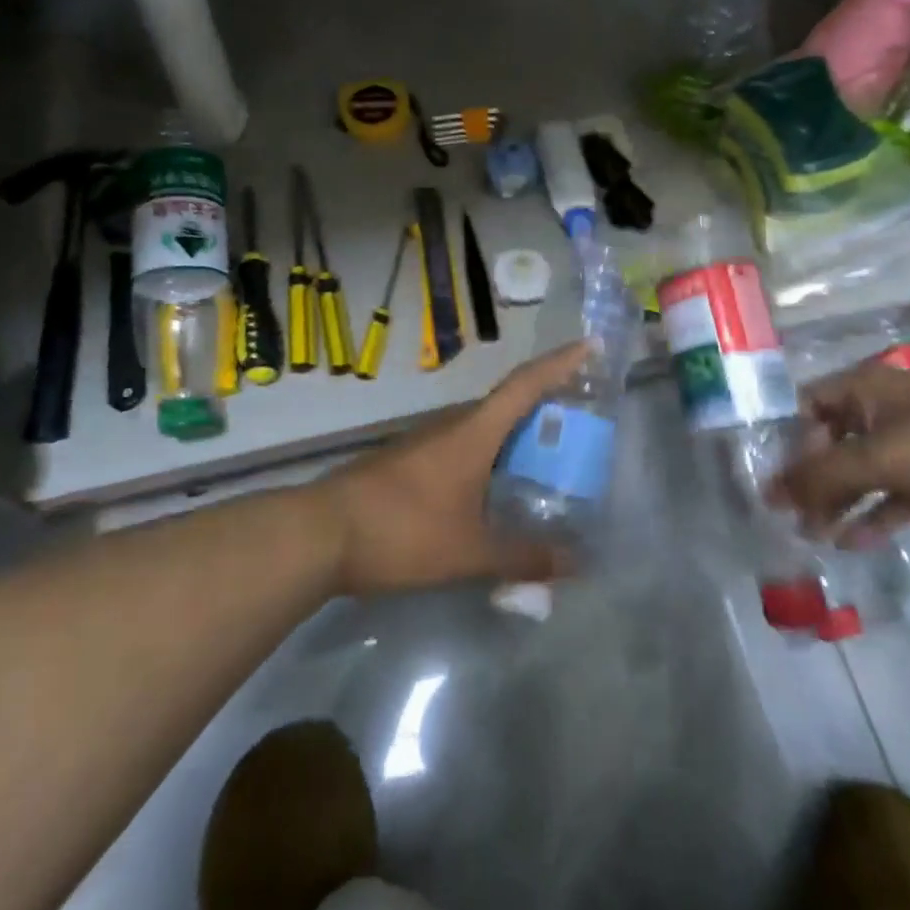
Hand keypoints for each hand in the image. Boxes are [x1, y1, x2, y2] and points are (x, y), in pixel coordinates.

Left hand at [315, 341, 591, 595]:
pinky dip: (487, 458)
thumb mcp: (469, 552)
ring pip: (481, 429)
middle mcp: (450, 426)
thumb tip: (575, 563)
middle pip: (506, 403)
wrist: (320, 533)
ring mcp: (424, 442)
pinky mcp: (406, 462)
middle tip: (578, 422)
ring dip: (513, 436)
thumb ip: (522, 557)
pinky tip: (492, 490)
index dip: (560, 364)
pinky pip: (460, 449)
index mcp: (472, 432)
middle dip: (544, 405)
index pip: (525, 385)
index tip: (589, 346)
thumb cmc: (402, 531)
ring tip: (543, 460)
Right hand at [772, 363, 909, 541]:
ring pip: (864, 470)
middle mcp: (883, 408)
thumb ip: (822, 476)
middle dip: (812, 479)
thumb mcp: (880, 458)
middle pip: (833, 442)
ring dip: (840, 501)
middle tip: (791, 518)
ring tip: (814, 535)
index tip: (776, 482)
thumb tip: (770, 493)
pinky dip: (876, 513)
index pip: (807, 408)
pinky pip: (895, 492)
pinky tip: (854, 541)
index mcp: (864, 388)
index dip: (788, 442)